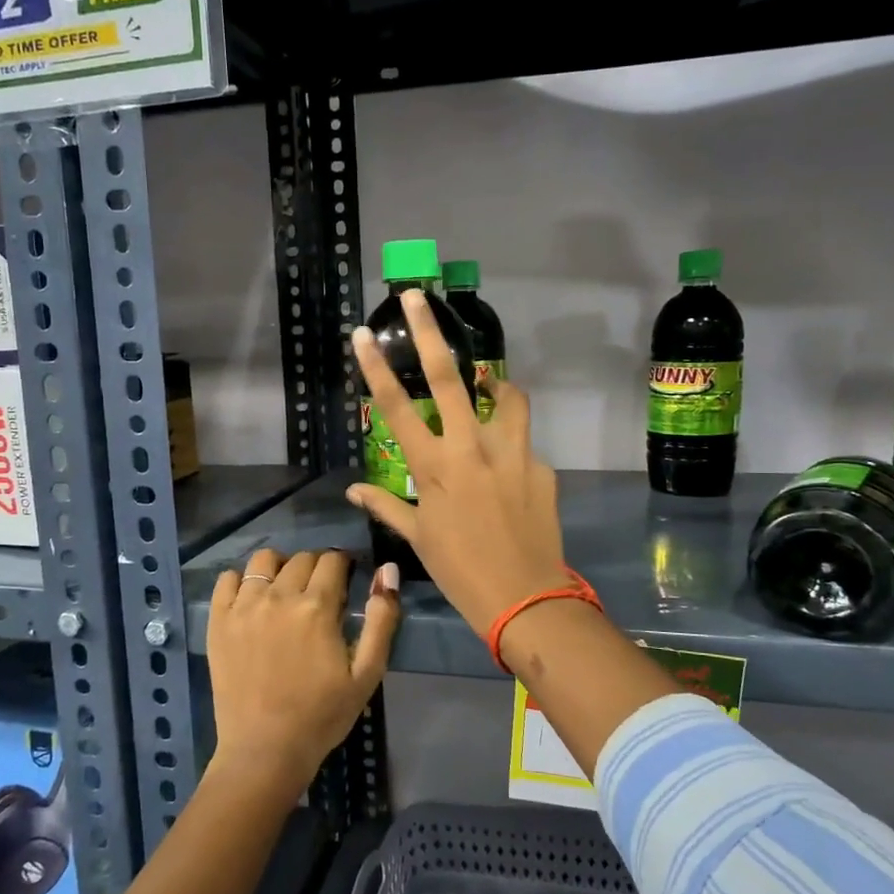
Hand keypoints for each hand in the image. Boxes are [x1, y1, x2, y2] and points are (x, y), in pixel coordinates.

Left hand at [207, 548, 399, 793]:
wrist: (265, 751)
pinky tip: (252, 599)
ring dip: (280, 567)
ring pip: (263, 560)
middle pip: (301, 558)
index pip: (333, 560)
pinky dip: (241, 580)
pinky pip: (226, 580)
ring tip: (285, 590)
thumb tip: (388, 570)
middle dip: (316, 567)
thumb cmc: (322, 715)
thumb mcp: (367, 673)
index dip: (343, 566)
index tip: (345, 582)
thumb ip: (382, 619)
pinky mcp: (218, 622)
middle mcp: (278, 596)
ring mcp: (243, 607)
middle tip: (319, 594)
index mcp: (317, 606)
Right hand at [347, 289, 568, 634]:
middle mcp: (470, 448)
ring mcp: (511, 453)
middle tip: (418, 296)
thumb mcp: (418, 538)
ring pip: (506, 396)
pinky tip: (510, 472)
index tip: (363, 333)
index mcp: (433, 468)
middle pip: (447, 377)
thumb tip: (352, 488)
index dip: (375, 368)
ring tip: (491, 387)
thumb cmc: (461, 570)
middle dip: (429, 331)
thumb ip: (386, 505)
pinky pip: (523, 444)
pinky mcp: (541, 465)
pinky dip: (512, 447)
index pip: (394, 408)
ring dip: (496, 383)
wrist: (525, 598)